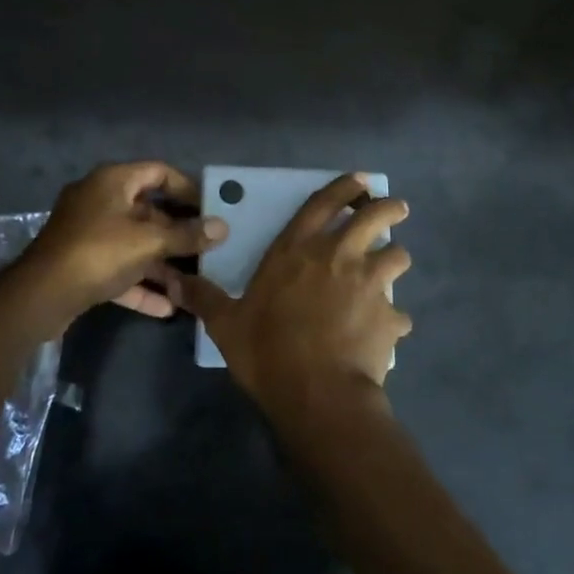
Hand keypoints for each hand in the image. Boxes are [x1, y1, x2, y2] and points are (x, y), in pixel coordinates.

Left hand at [17, 161, 228, 322]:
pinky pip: (118, 269)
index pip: (158, 172)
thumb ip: (187, 235)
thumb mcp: (148, 242)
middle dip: (178, 233)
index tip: (211, 207)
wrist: (40, 296)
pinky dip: (140, 284)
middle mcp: (99, 201)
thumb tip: (222, 227)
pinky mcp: (81, 265)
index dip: (187, 187)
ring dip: (162, 263)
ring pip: (134, 244)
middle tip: (208, 247)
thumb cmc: (98, 253)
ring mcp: (88, 234)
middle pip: (148, 211)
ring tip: (194, 282)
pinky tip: (167, 307)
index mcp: (112, 182)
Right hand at [181, 173, 411, 422]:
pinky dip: (394, 319)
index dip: (344, 187)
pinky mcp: (388, 316)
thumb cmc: (267, 350)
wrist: (317, 393)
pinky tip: (387, 331)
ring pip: (397, 256)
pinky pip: (399, 313)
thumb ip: (205, 298)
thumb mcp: (226, 324)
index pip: (322, 204)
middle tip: (397, 208)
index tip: (362, 180)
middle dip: (388, 208)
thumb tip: (174, 281)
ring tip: (392, 267)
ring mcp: (368, 284)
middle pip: (373, 217)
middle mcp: (337, 256)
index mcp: (297, 250)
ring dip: (395, 259)